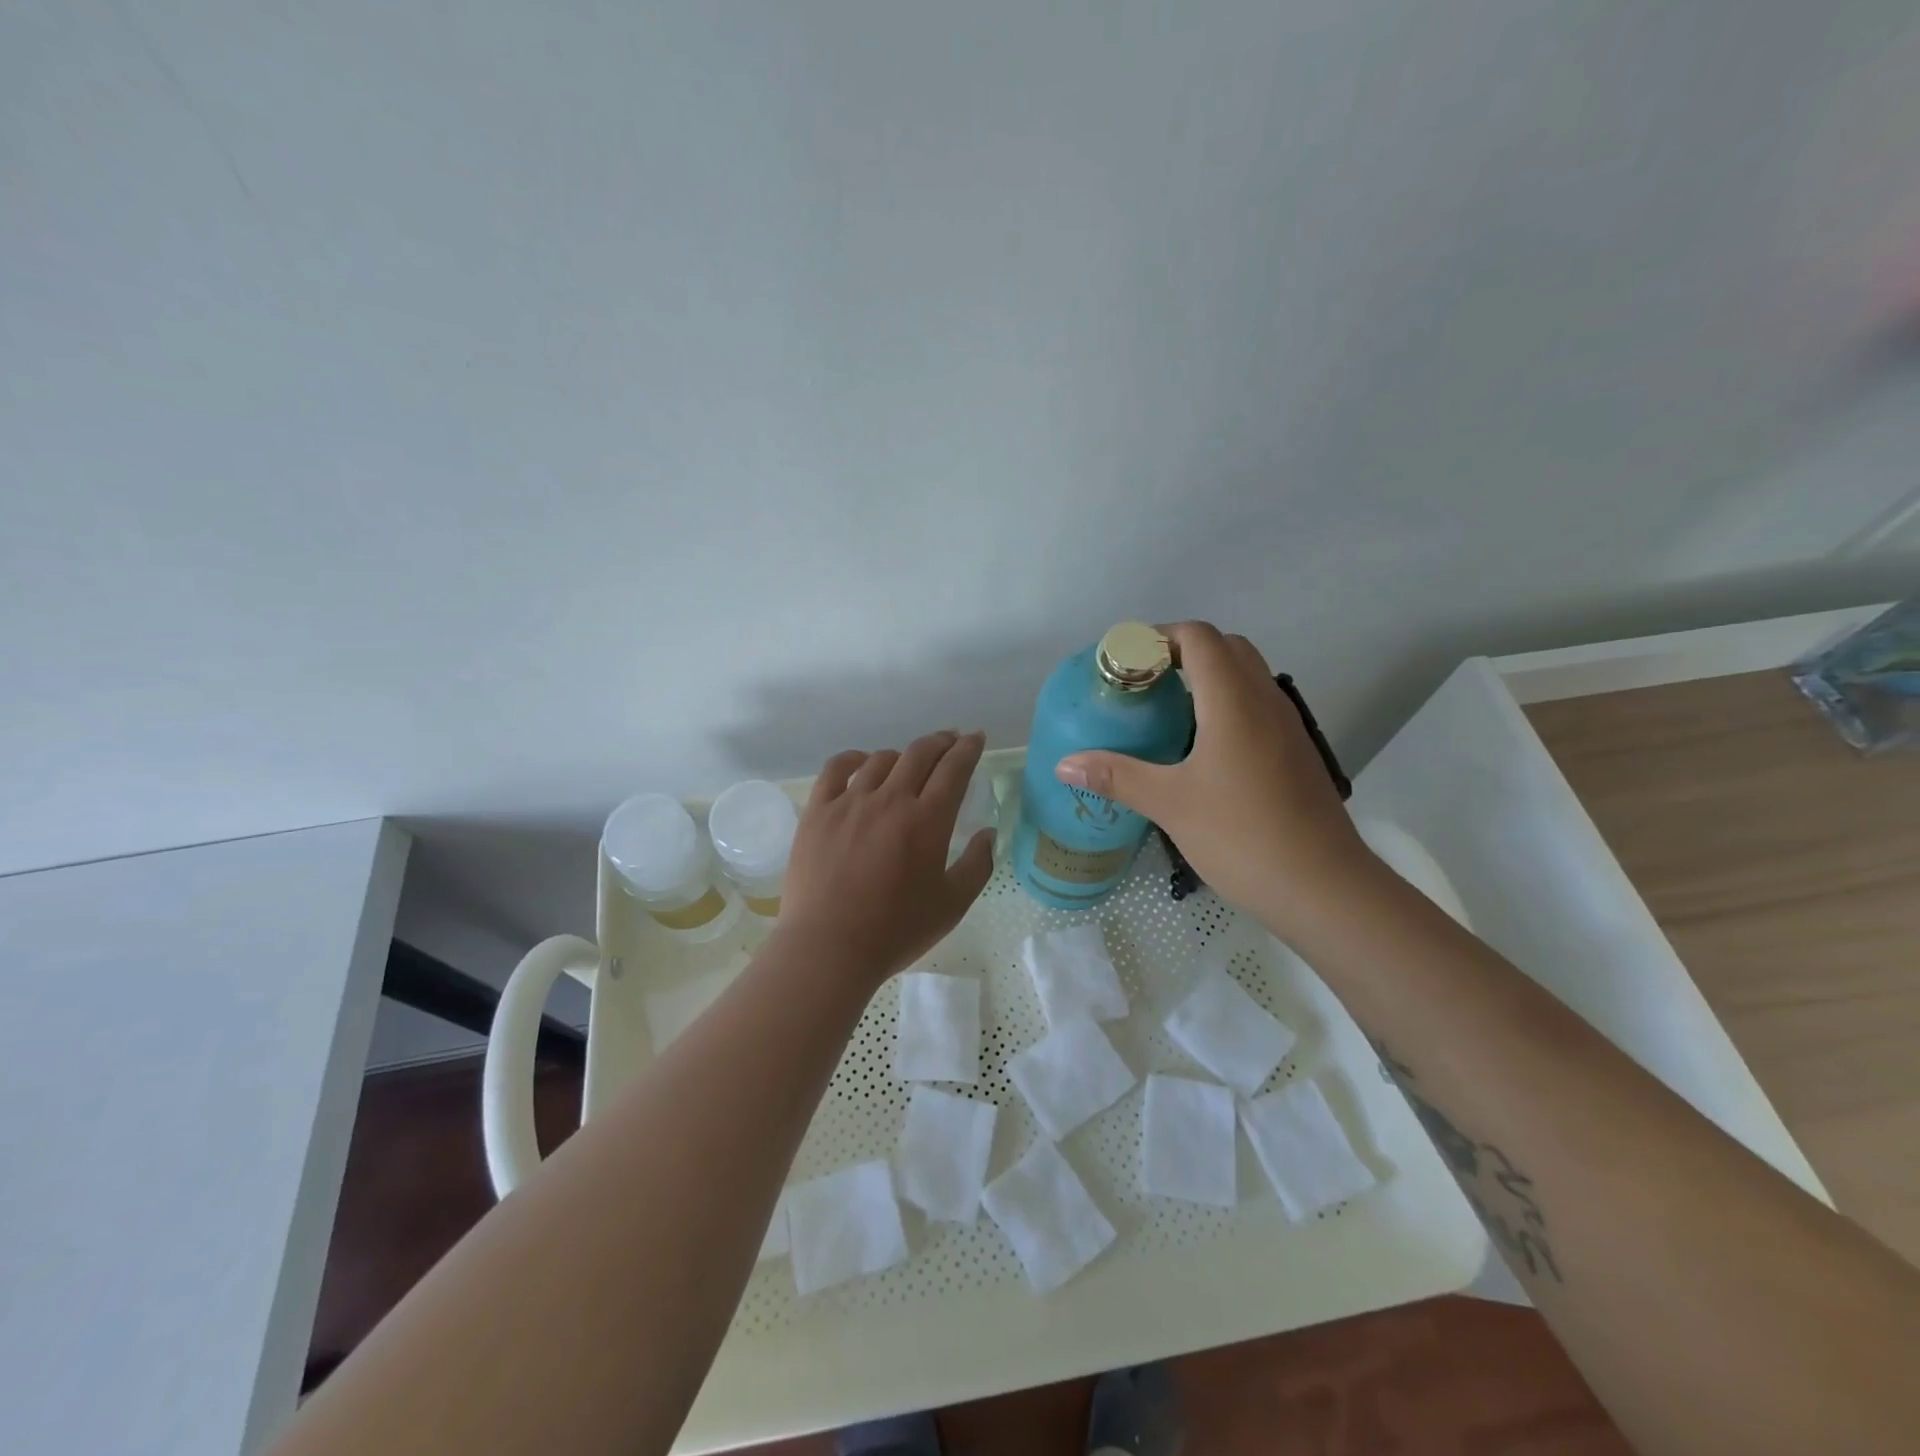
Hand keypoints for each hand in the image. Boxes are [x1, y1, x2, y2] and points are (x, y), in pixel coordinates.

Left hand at [777, 730, 995, 983]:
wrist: (828, 948)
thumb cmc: (896, 931)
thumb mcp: (953, 905)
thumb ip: (978, 865)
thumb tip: (987, 834)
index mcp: (928, 820)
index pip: (954, 768)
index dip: (968, 748)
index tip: (976, 738)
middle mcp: (891, 799)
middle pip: (920, 753)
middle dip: (941, 742)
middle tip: (951, 741)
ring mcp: (850, 802)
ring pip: (881, 759)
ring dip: (903, 755)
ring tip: (910, 762)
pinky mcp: (818, 811)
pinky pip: (837, 769)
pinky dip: (855, 759)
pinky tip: (863, 763)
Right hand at [1054, 622, 1384, 937]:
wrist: (1324, 886)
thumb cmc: (1242, 835)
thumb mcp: (1170, 804)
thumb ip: (1117, 776)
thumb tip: (1063, 763)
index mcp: (1233, 701)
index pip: (1199, 637)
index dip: (1159, 636)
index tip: (1125, 661)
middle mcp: (1265, 701)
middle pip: (1226, 648)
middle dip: (1182, 652)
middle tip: (1144, 683)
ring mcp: (1287, 726)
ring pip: (1247, 676)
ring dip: (1208, 677)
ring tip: (1166, 711)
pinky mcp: (1296, 752)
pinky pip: (1258, 706)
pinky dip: (1227, 704)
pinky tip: (1201, 747)